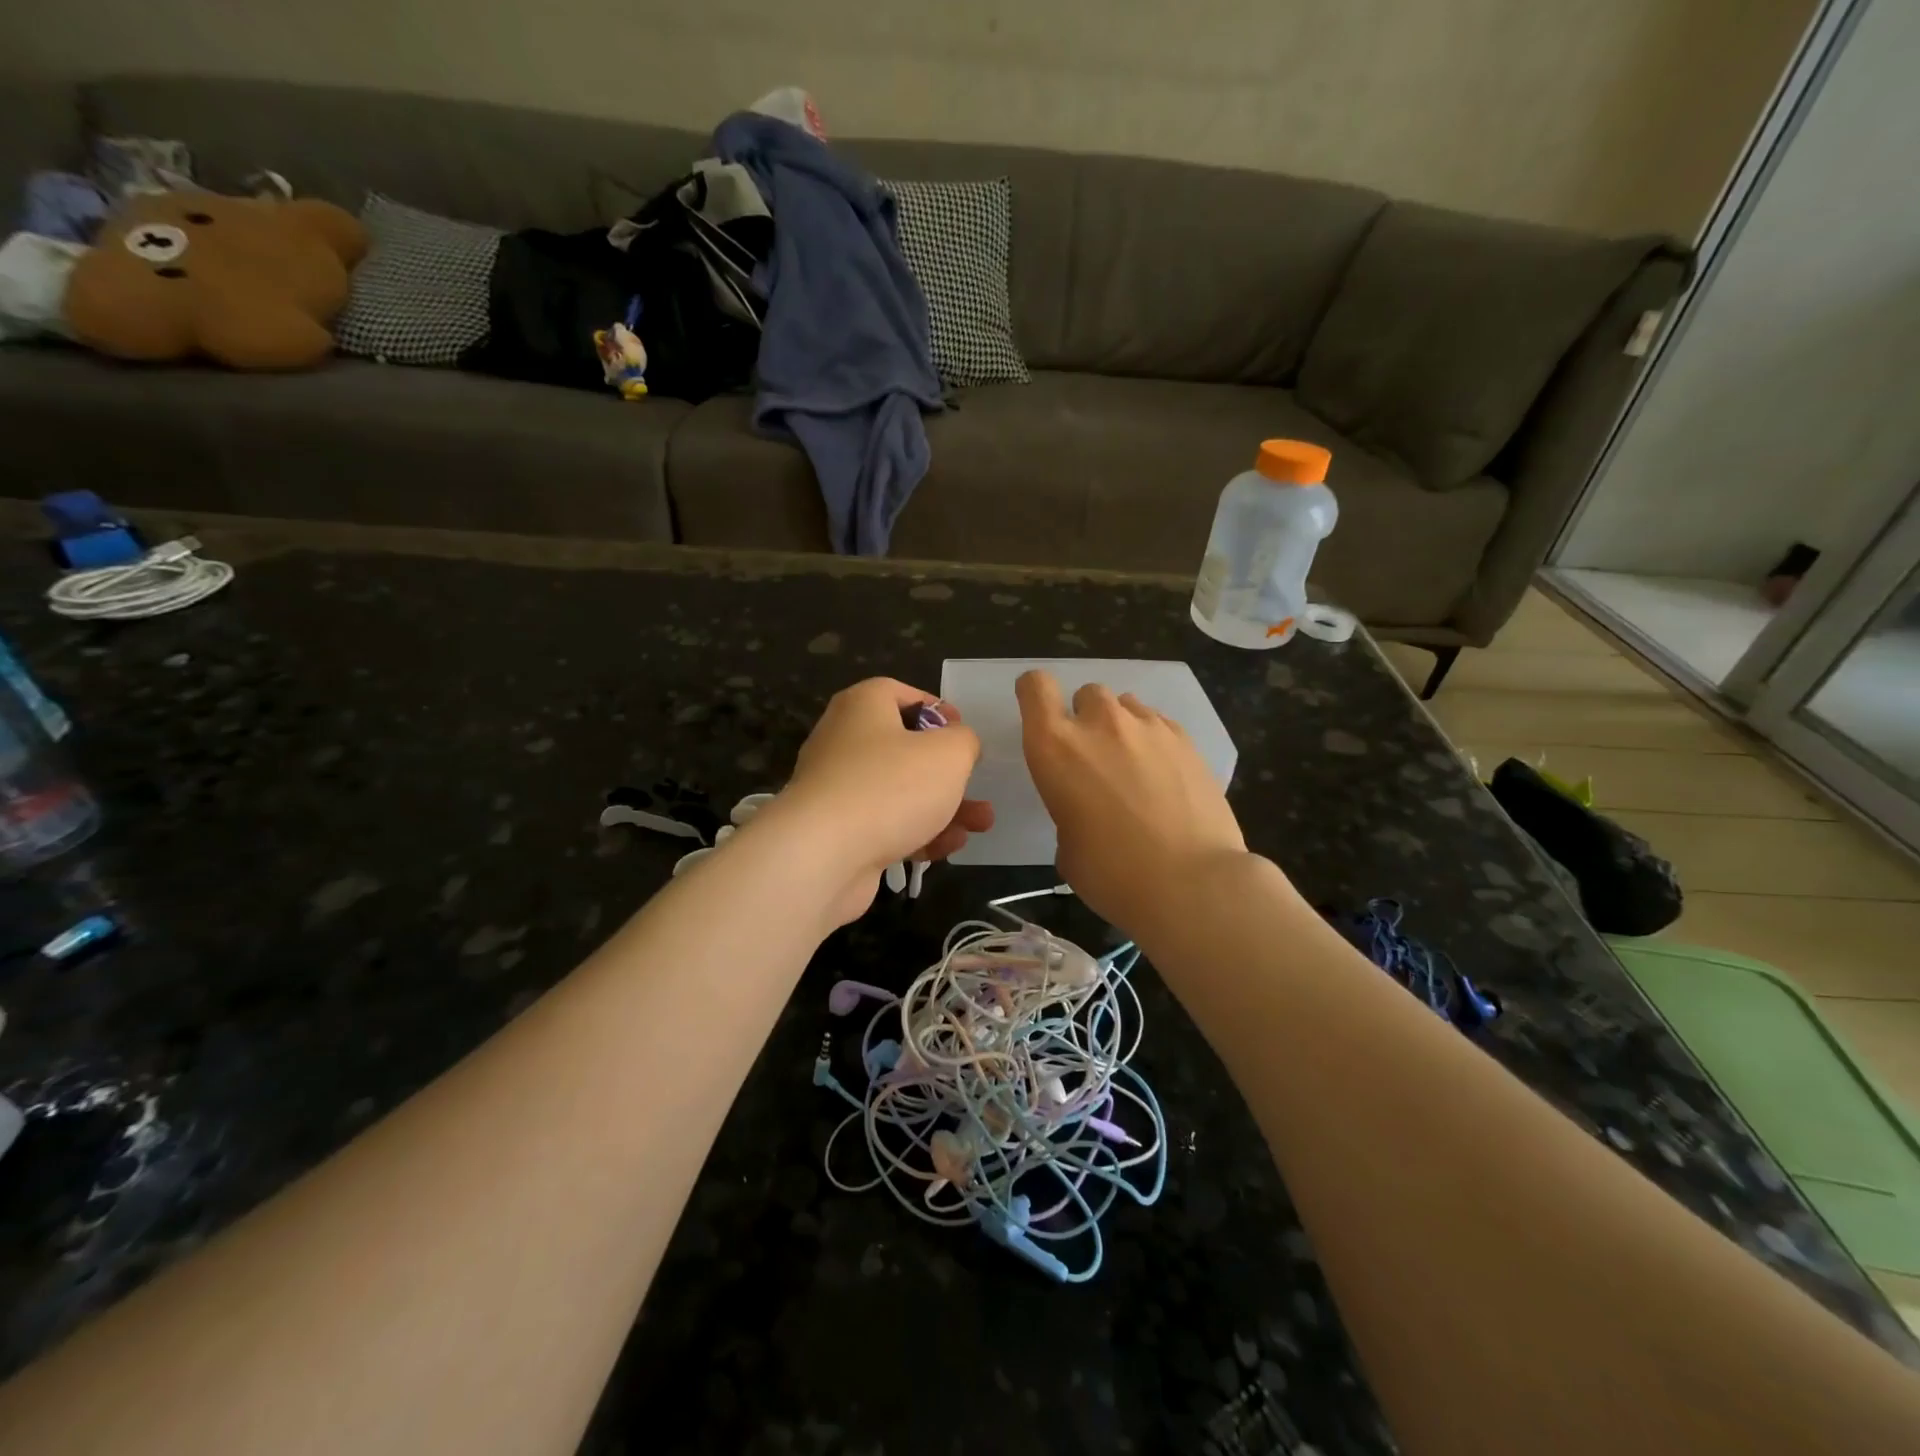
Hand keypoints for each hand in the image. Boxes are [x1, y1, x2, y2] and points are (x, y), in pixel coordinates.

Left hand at [777, 678, 993, 919]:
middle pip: (905, 748)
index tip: (963, 733)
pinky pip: (886, 825)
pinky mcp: (838, 831)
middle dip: (949, 772)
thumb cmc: (891, 787)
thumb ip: (964, 741)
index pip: (900, 693)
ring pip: (900, 792)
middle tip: (976, 785)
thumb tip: (959, 744)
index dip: (937, 710)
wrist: (823, 856)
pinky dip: (917, 833)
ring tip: (980, 824)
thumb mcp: (949, 753)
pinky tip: (948, 847)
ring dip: (944, 807)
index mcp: (863, 706)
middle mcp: (844, 741)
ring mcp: (838, 789)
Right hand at [1016, 671, 1246, 936]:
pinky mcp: (1187, 740)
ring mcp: (1148, 727)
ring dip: (1121, 727)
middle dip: (1085, 718)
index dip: (1034, 694)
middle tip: (1094, 758)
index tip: (1040, 715)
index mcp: (1055, 747)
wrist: (1192, 883)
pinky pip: (1159, 723)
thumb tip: (1088, 811)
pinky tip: (1164, 776)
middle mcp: (1100, 724)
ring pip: (1126, 705)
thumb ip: (1068, 810)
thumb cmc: (1113, 874)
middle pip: (1087, 693)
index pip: (1035, 687)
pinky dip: (1153, 740)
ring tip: (1133, 766)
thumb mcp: (1067, 847)